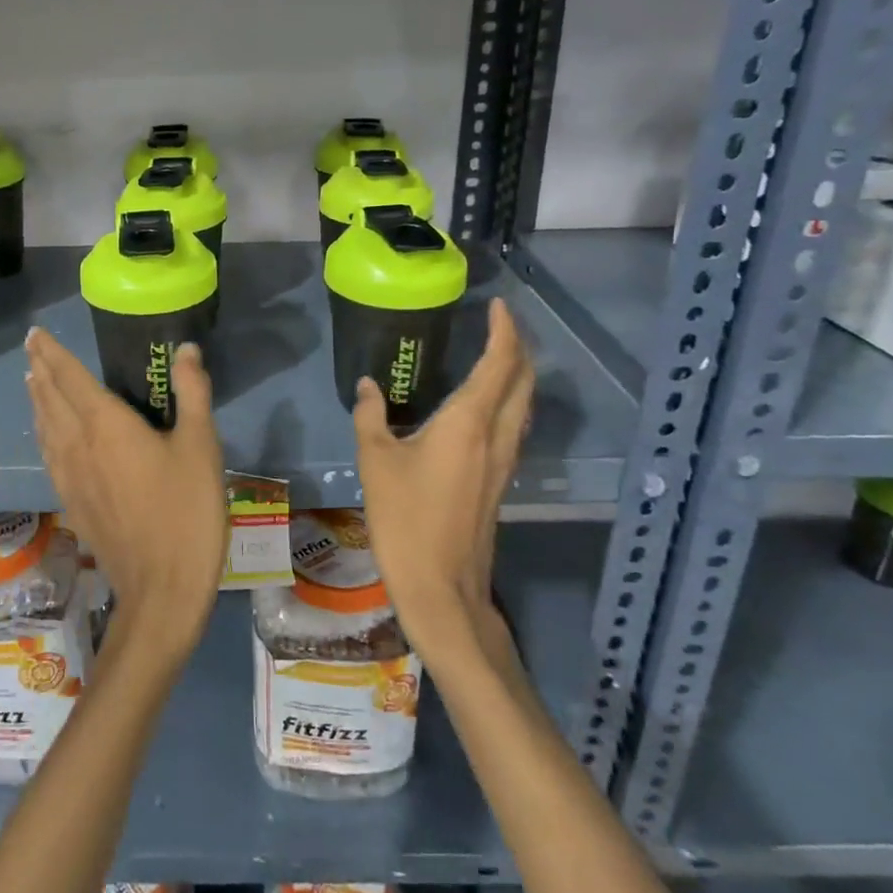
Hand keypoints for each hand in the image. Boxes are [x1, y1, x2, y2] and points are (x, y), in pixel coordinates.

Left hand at [25, 328, 227, 656]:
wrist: (162, 589)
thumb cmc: (186, 511)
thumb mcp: (201, 446)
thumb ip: (192, 393)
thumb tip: (185, 349)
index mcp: (106, 425)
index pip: (70, 379)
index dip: (53, 354)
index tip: (36, 334)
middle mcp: (78, 446)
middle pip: (51, 401)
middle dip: (41, 371)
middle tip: (32, 350)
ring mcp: (70, 479)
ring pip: (45, 430)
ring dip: (39, 402)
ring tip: (34, 384)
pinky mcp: (73, 505)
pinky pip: (49, 457)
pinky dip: (44, 435)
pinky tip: (49, 440)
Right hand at [353, 299, 533, 657]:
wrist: (442, 587)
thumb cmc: (405, 519)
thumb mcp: (375, 461)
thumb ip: (370, 416)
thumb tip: (368, 385)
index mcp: (469, 423)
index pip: (500, 363)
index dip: (505, 330)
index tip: (498, 306)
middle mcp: (497, 436)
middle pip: (524, 380)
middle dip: (518, 347)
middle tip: (498, 325)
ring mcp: (505, 461)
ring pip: (525, 404)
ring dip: (518, 374)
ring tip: (496, 355)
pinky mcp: (501, 481)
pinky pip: (515, 425)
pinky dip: (510, 400)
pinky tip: (485, 406)